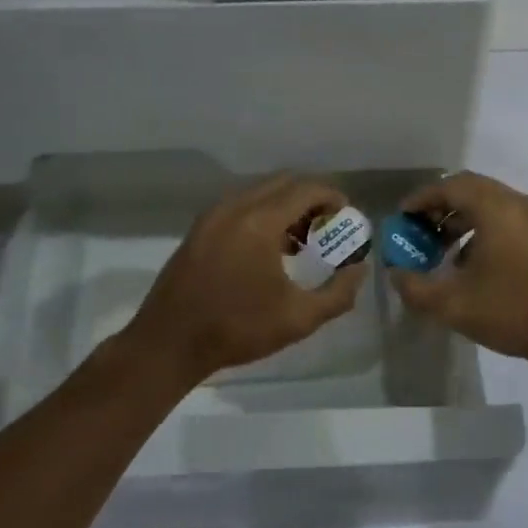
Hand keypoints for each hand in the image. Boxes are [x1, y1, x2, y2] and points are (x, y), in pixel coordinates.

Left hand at [127, 173, 366, 384]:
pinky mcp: (199, 228)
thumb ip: (338, 293)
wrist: (168, 344)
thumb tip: (359, 269)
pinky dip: (262, 214)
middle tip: (328, 226)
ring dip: (286, 206)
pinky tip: (269, 250)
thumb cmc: (237, 329)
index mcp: (260, 221)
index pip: (306, 189)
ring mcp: (213, 215)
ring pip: (260, 192)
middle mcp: (235, 207)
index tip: (347, 216)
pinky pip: (240, 205)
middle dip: (311, 198)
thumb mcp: (298, 319)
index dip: (332, 197)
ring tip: (301, 241)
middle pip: (284, 183)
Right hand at [388, 171, 527, 373]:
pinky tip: (469, 261)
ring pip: (488, 203)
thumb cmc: (512, 311)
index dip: (421, 199)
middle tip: (418, 229)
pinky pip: (504, 216)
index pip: (449, 186)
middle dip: (440, 206)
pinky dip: (480, 227)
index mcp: (494, 208)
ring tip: (439, 247)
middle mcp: (515, 202)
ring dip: (460, 217)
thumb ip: (416, 288)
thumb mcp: (453, 305)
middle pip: (469, 188)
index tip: (402, 217)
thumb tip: (396, 274)